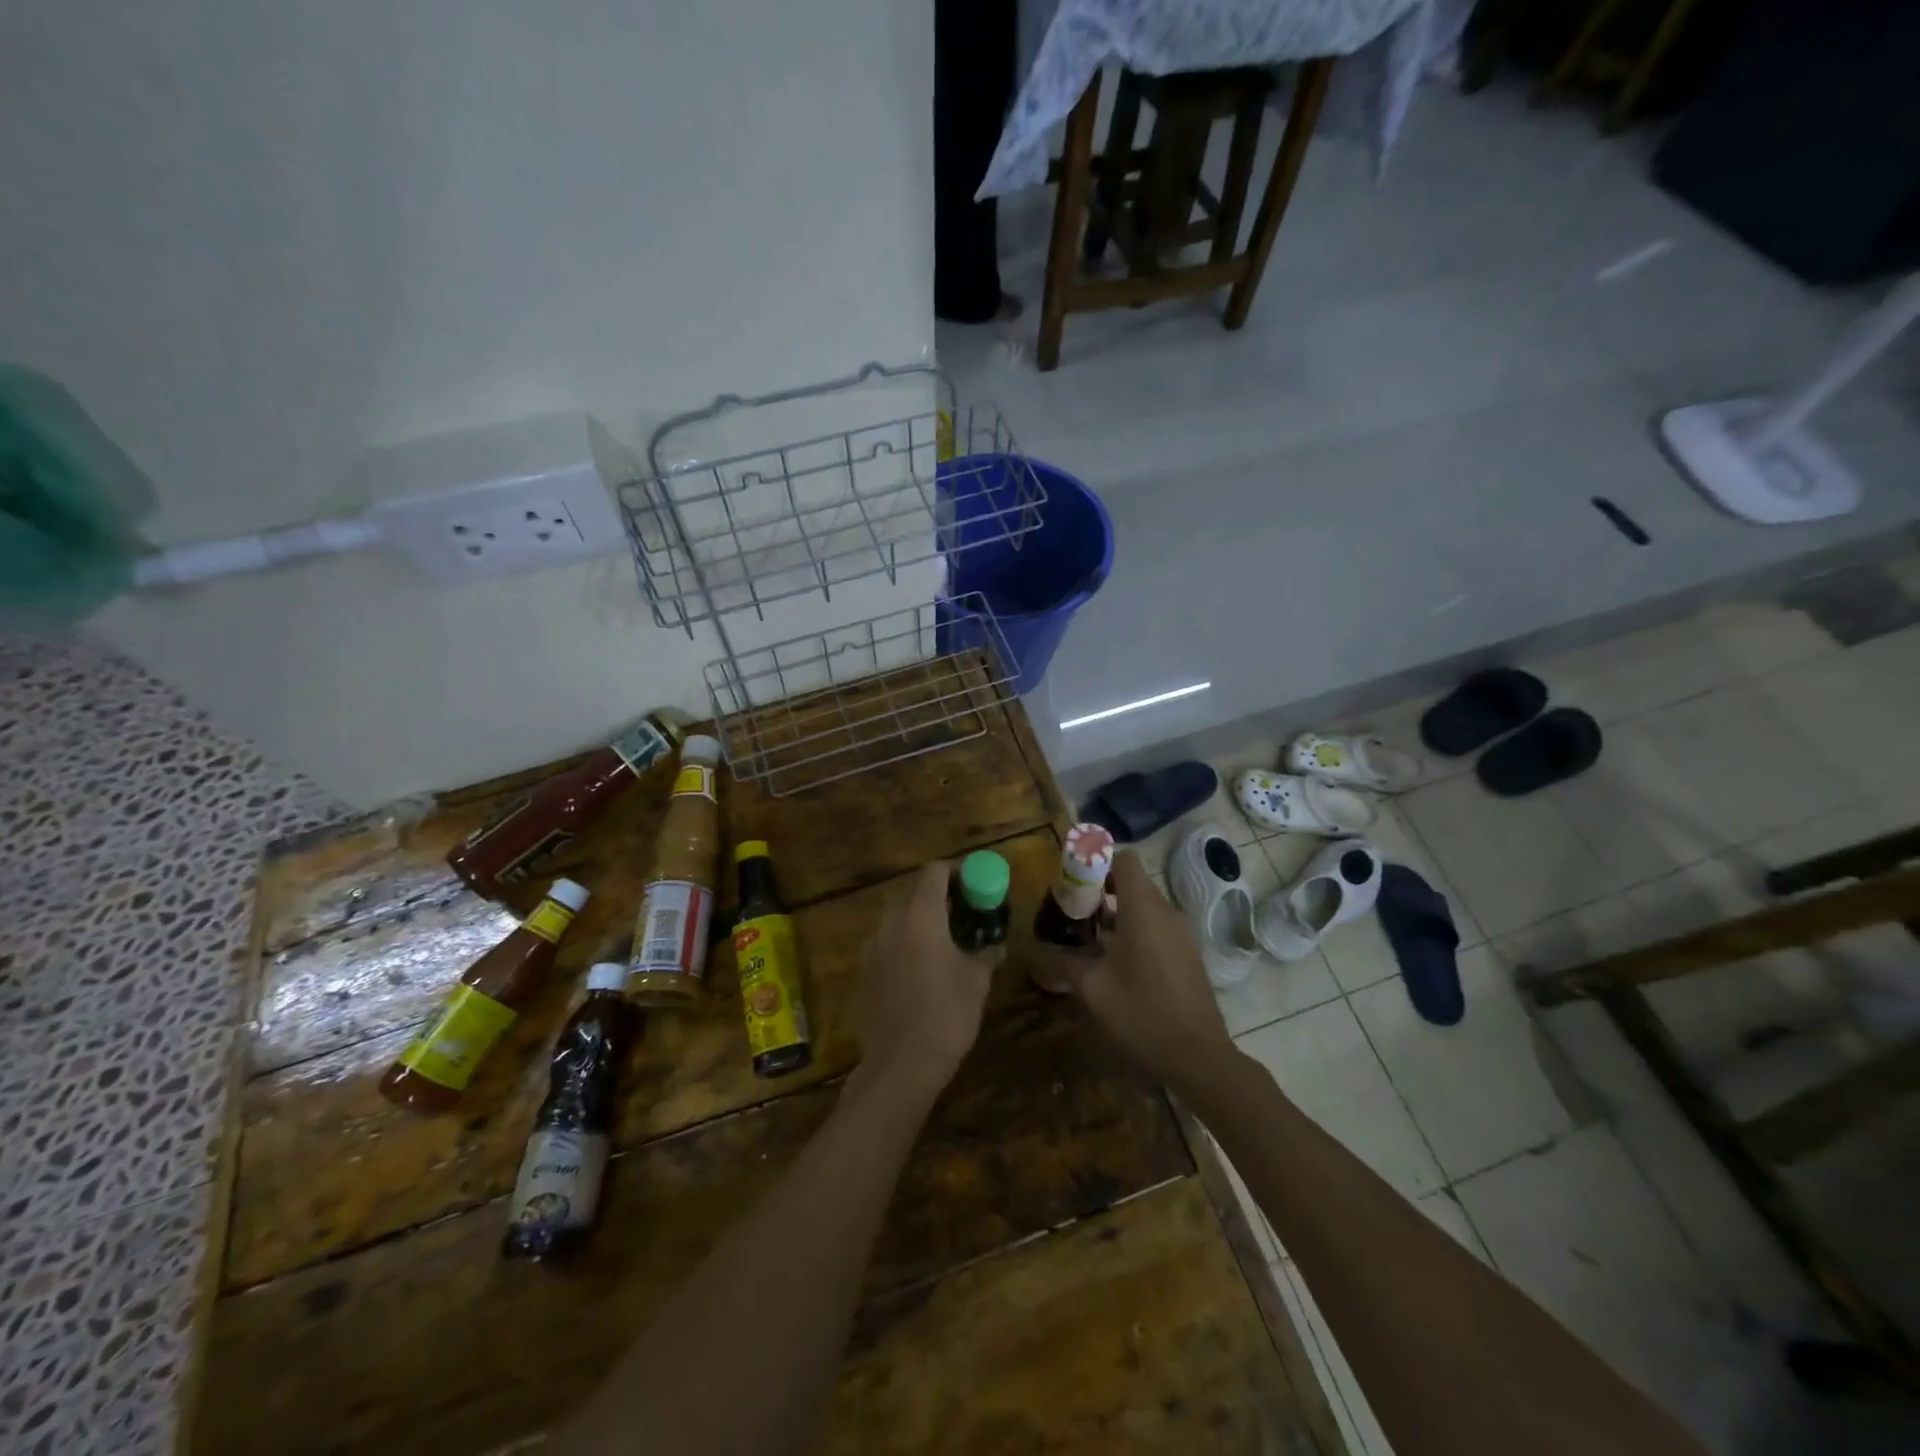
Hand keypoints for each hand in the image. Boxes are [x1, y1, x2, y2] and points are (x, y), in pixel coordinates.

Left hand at [851, 861, 993, 1101]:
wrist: (901, 1064)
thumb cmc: (946, 1015)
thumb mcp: (976, 981)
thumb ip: (986, 954)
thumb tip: (995, 946)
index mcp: (920, 916)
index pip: (934, 872)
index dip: (956, 871)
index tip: (974, 883)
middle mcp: (891, 923)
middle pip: (912, 891)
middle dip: (937, 894)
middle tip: (961, 911)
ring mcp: (872, 947)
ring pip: (896, 916)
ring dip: (918, 918)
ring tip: (942, 939)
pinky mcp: (863, 971)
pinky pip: (885, 942)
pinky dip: (903, 941)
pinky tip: (919, 967)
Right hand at [1045, 852, 1233, 1094]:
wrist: (1197, 1056)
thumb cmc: (1141, 1013)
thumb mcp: (1092, 987)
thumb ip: (1062, 960)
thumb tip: (1036, 948)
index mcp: (1143, 909)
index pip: (1124, 859)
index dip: (1098, 861)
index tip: (1074, 881)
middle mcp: (1166, 912)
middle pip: (1132, 881)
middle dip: (1101, 888)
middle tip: (1073, 910)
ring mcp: (1181, 932)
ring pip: (1145, 905)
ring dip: (1117, 911)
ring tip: (1089, 935)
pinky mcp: (1187, 952)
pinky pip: (1157, 924)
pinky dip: (1135, 928)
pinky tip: (1115, 958)